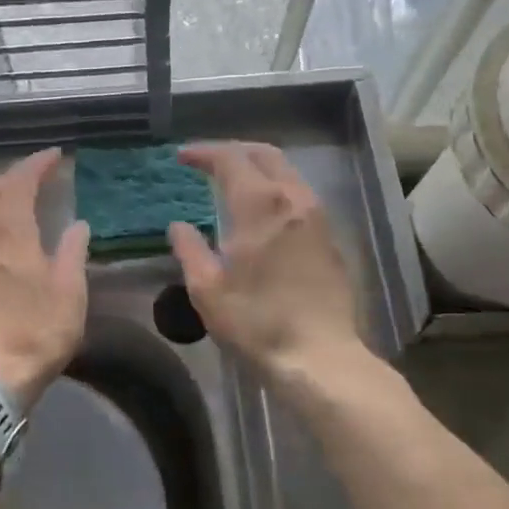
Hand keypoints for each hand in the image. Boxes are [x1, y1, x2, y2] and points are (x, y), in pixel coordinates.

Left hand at [0, 148, 89, 406]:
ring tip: (17, 209)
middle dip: (7, 178)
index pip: (18, 183)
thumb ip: (73, 252)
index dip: (35, 165)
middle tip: (33, 181)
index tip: (54, 156)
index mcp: (8, 234)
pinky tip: (0, 244)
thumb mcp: (69, 293)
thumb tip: (77, 225)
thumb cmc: (35, 332)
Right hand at [168, 143, 363, 387]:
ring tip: (232, 181)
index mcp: (260, 204)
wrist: (320, 357)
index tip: (182, 157)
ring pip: (287, 172)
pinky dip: (275, 188)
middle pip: (264, 154)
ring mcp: (318, 216)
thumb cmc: (256, 322)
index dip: (203, 152)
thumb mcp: (207, 289)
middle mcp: (293, 198)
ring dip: (257, 167)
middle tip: (206, 160)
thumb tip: (179, 226)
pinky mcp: (330, 237)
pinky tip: (261, 210)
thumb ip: (190, 249)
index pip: (230, 159)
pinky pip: (299, 194)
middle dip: (233, 150)